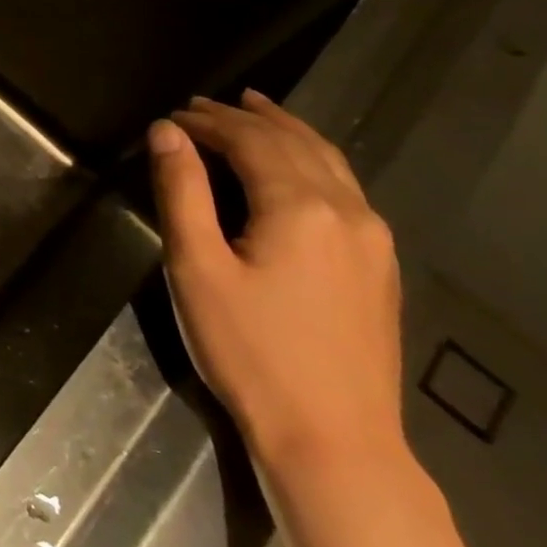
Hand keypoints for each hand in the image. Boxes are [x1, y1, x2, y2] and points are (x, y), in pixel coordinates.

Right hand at [149, 90, 403, 475]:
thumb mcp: (196, 267)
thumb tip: (166, 132)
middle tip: (202, 106)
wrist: (334, 440)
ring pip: (329, 161)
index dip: (209, 122)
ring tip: (255, 109)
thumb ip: (182, 191)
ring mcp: (373, 239)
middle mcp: (347, 211)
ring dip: (286, 131)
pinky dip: (312, 159)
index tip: (173, 115)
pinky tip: (297, 164)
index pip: (251, 141)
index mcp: (300, 207)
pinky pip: (345, 188)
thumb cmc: (249, 350)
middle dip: (246, 118)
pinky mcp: (379, 266)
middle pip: (294, 143)